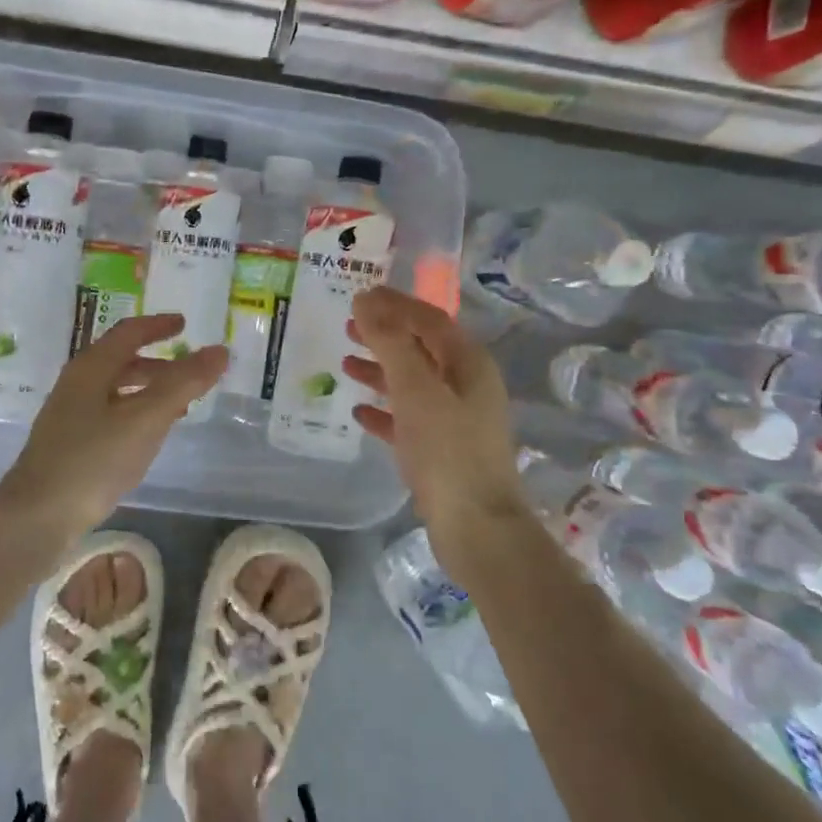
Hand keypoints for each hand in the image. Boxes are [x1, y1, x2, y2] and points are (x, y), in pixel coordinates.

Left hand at [0, 313, 226, 547]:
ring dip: (148, 389)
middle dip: (157, 361)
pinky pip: (110, 414)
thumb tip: (220, 350)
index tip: (184, 324)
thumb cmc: (93, 459)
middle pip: (121, 360)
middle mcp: (77, 384)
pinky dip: (136, 413)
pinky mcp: (69, 444)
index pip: (128, 333)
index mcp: (91, 368)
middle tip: (189, 369)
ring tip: (179, 405)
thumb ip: (183, 383)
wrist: (37, 516)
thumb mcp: (146, 418)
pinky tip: (148, 436)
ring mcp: (69, 415)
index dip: (158, 325)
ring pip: (116, 389)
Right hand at [341, 287, 529, 572]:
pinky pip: (409, 418)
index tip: (359, 294)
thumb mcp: (416, 390)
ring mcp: (456, 418)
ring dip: (380, 370)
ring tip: (345, 364)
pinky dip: (385, 410)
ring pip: (413, 383)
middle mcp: (466, 385)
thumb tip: (367, 301)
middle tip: (346, 326)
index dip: (394, 304)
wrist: (476, 527)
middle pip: (420, 347)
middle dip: (384, 334)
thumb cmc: (447, 451)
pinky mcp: (443, 449)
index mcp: (468, 363)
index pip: (428, 319)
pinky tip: (359, 413)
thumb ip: (391, 343)